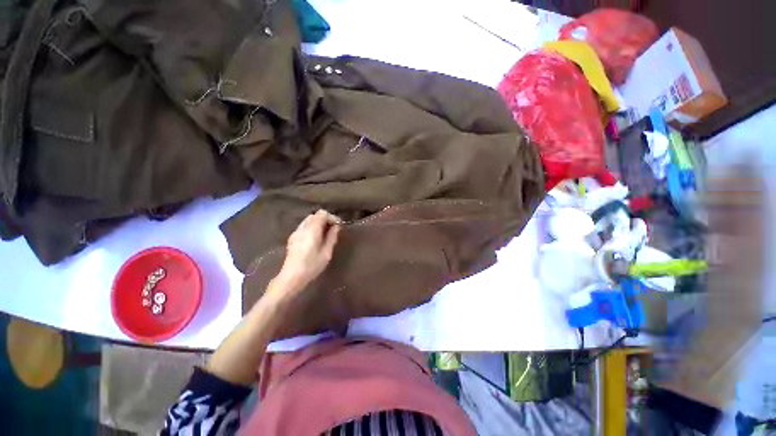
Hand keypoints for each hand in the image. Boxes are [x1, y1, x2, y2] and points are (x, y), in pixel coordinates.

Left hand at [275, 209, 341, 291]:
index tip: (339, 225)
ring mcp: (296, 232)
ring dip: (318, 223)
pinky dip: (312, 227)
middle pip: (315, 215)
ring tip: (325, 234)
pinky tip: (315, 239)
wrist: (291, 277)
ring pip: (308, 220)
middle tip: (333, 229)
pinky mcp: (292, 238)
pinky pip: (304, 226)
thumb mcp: (326, 252)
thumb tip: (336, 226)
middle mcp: (303, 228)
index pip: (322, 214)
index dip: (332, 217)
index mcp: (312, 230)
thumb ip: (332, 237)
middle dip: (325, 219)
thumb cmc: (312, 266)